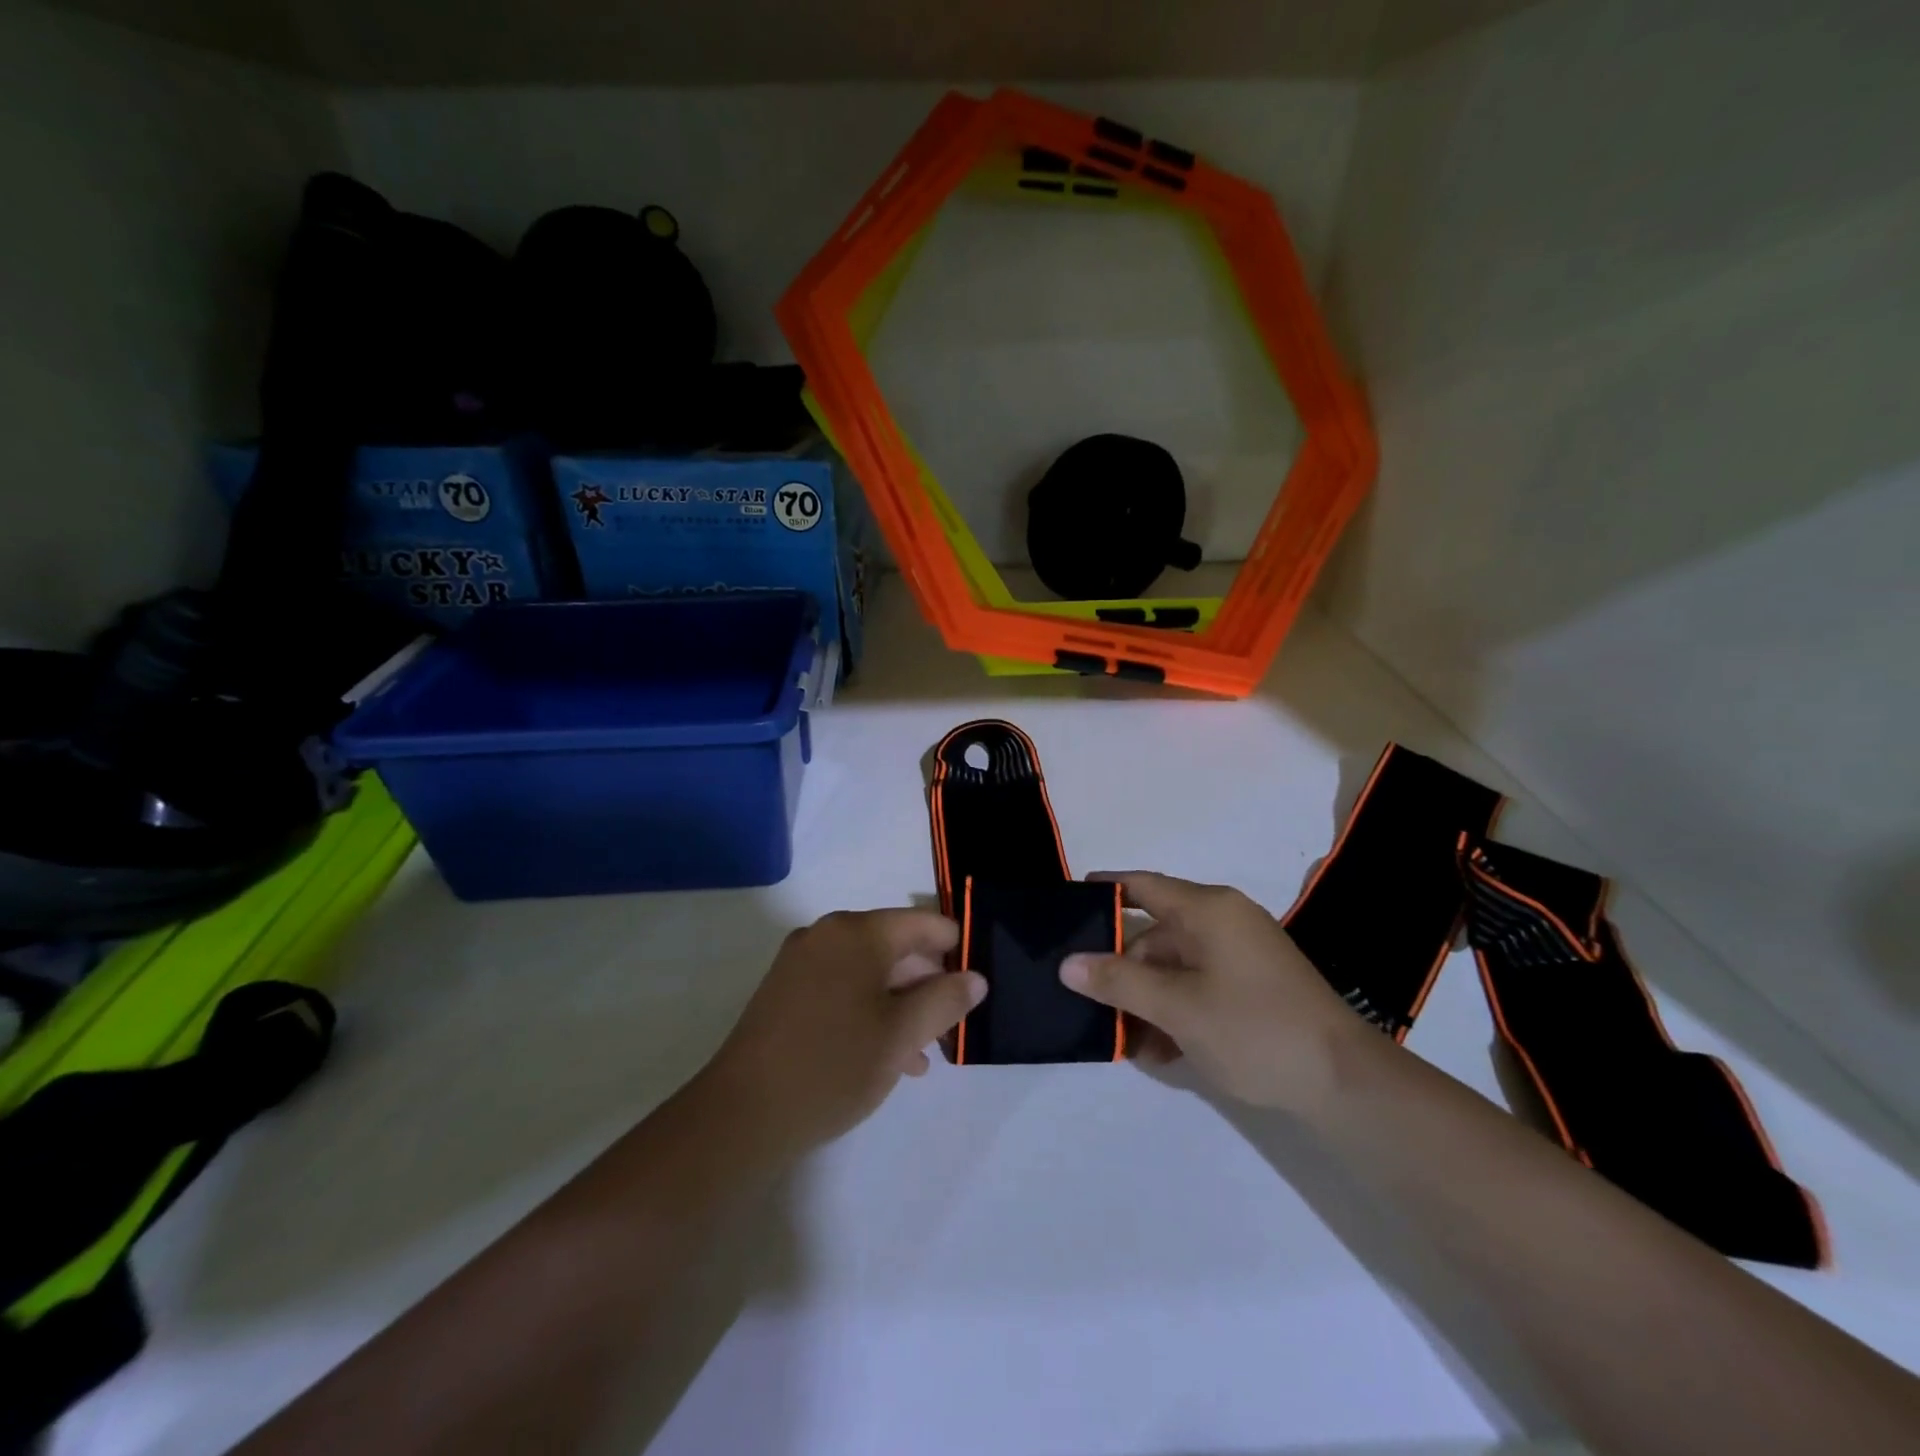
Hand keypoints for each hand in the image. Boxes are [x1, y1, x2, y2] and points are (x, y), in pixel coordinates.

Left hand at [699, 909, 984, 1159]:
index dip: (955, 950)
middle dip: (927, 983)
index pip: (923, 923)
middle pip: (895, 945)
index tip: (974, 986)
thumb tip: (975, 978)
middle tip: (951, 1024)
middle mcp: (827, 934)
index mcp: (857, 932)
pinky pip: (842, 987)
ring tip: (924, 1051)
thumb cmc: (833, 1066)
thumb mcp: (902, 1035)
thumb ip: (945, 1000)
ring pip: (869, 972)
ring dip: (901, 1004)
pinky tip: (887, 1056)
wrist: (743, 1115)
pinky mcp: (785, 991)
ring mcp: (801, 961)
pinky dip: (869, 1011)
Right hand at [1060, 872, 1367, 1110]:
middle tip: (1089, 1001)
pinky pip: (1200, 984)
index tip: (1068, 902)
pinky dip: (1177, 1009)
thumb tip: (1067, 963)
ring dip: (1148, 999)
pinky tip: (1161, 1050)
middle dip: (1123, 969)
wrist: (1344, 1082)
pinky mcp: (1254, 983)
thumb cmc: (1253, 1029)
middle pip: (1155, 933)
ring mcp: (1242, 953)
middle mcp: (1224, 920)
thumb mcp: (1176, 1007)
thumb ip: (1118, 981)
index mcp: (1207, 909)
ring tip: (1125, 1041)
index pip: (1142, 885)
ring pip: (1176, 966)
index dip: (1104, 889)